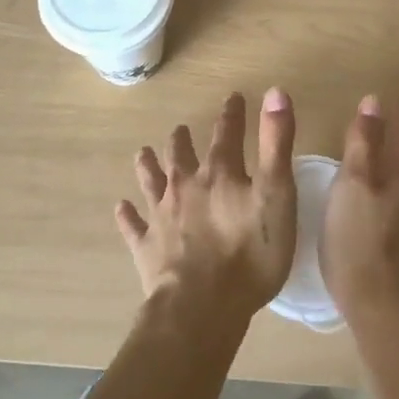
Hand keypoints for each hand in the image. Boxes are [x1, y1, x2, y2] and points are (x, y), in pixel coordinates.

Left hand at [117, 89, 298, 329]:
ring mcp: (162, 216)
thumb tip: (275, 91)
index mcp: (220, 173)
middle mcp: (186, 186)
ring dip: (148, 166)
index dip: (232, 114)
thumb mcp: (276, 194)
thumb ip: (276, 143)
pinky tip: (121, 207)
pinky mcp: (146, 247)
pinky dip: (128, 215)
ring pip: (151, 181)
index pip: (227, 134)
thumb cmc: (249, 253)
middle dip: (182, 140)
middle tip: (180, 129)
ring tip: (143, 153)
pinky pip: (133, 226)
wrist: (201, 307)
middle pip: (181, 155)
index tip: (233, 98)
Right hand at [322, 95, 398, 339]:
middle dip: (397, 140)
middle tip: (367, 142)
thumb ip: (363, 141)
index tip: (367, 111)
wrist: (391, 315)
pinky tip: (395, 211)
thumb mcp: (351, 187)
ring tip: (382, 175)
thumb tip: (375, 101)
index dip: (385, 114)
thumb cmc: (360, 245)